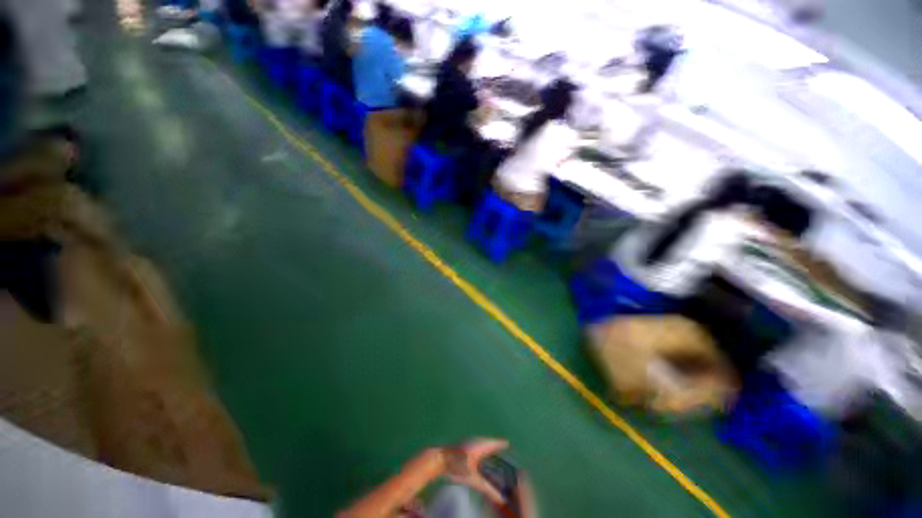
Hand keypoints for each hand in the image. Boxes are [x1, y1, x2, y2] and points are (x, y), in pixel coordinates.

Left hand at [442, 438, 508, 503]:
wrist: (438, 459)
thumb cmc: (456, 466)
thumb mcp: (473, 479)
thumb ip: (487, 489)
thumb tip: (501, 499)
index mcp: (480, 445)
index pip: (494, 443)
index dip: (502, 444)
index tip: (509, 444)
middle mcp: (475, 441)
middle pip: (489, 443)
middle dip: (496, 446)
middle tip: (503, 449)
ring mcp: (467, 442)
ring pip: (481, 444)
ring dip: (487, 448)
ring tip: (494, 454)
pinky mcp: (462, 446)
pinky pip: (475, 446)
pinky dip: (480, 450)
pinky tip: (479, 459)